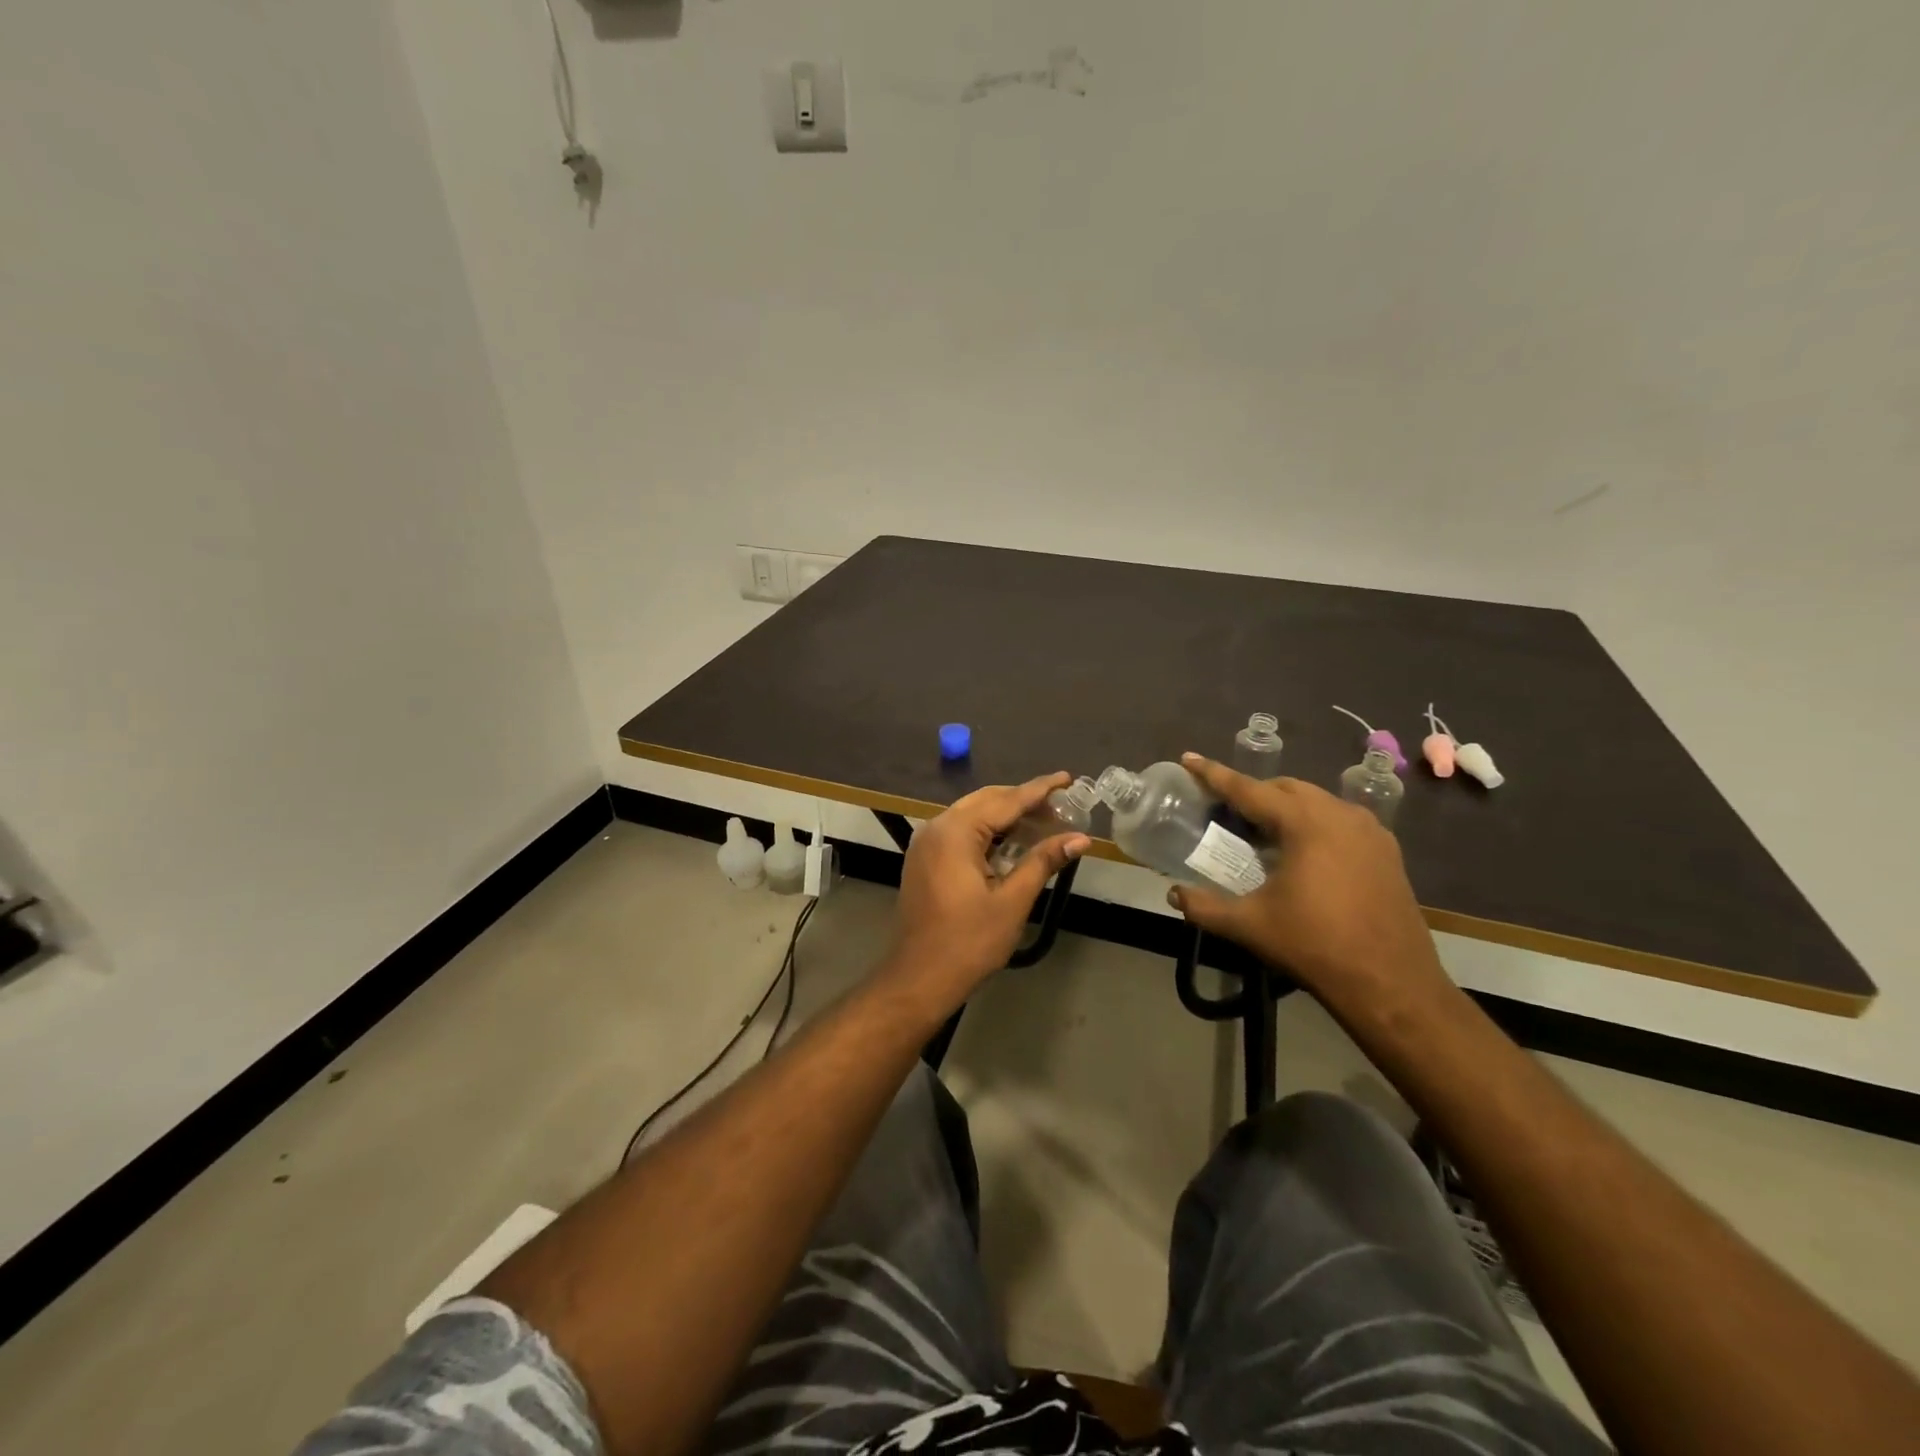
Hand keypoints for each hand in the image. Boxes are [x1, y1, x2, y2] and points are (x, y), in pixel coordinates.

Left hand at [884, 773, 1089, 1004]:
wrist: (919, 979)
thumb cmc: (968, 942)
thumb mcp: (1012, 901)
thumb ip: (1043, 862)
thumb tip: (1080, 838)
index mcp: (956, 832)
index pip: (1006, 800)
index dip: (1039, 790)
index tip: (1067, 778)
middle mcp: (937, 827)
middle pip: (986, 801)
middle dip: (1023, 801)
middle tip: (1061, 807)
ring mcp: (926, 843)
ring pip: (973, 815)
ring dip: (1006, 817)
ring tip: (1043, 823)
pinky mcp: (924, 860)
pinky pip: (960, 832)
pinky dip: (988, 832)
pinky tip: (1012, 843)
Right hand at [1167, 753, 1450, 1012]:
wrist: (1392, 984)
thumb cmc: (1316, 946)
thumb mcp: (1251, 925)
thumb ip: (1205, 907)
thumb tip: (1173, 895)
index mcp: (1305, 824)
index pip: (1249, 789)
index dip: (1214, 774)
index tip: (1189, 758)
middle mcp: (1340, 815)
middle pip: (1285, 788)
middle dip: (1252, 791)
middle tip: (1224, 808)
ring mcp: (1370, 831)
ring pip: (1316, 801)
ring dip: (1285, 806)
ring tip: (1261, 830)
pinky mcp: (1387, 851)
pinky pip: (1341, 820)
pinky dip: (1313, 822)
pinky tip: (1303, 851)